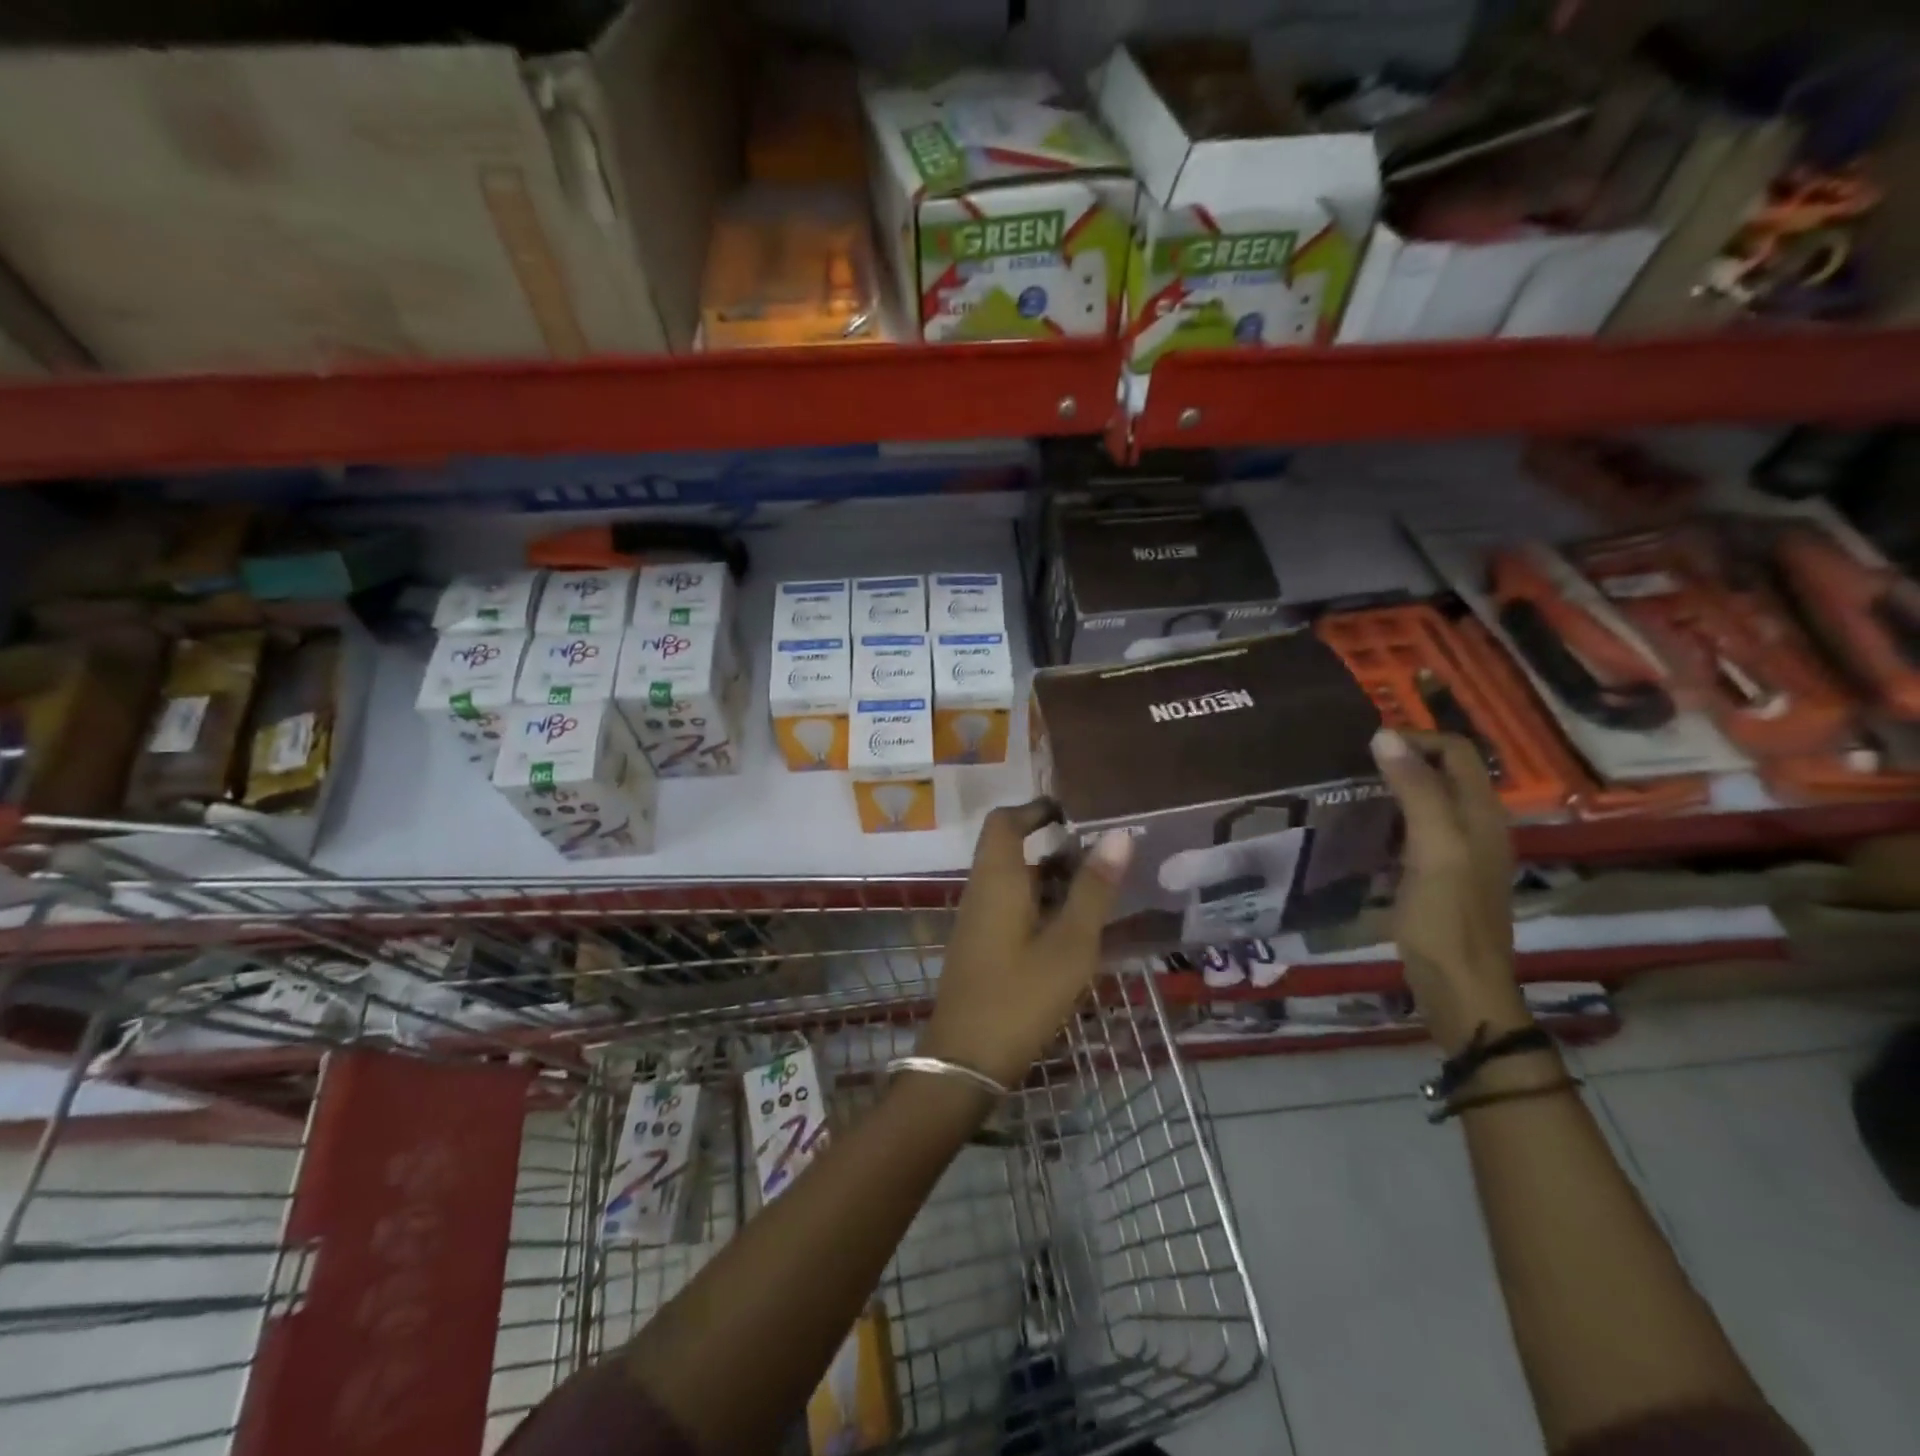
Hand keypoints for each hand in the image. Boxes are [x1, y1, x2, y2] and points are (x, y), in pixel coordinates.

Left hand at [918, 800, 1132, 1086]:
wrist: (965, 1060)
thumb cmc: (1020, 996)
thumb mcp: (1070, 943)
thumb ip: (1094, 889)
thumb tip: (1119, 834)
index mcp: (997, 878)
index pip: (1006, 821)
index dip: (1036, 808)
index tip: (1075, 811)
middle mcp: (981, 890)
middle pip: (1012, 849)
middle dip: (1054, 846)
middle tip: (1103, 854)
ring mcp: (978, 920)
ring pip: (1014, 881)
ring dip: (1051, 878)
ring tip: (1099, 889)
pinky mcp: (981, 946)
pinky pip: (1011, 907)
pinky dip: (1041, 905)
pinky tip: (1074, 929)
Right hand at [1370, 729, 1525, 1054]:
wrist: (1460, 988)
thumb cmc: (1446, 918)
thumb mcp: (1432, 847)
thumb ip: (1415, 790)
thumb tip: (1384, 735)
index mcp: (1482, 814)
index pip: (1456, 751)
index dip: (1416, 738)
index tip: (1366, 745)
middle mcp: (1477, 826)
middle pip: (1444, 772)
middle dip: (1404, 758)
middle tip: (1353, 764)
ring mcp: (1460, 853)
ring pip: (1430, 800)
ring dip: (1396, 787)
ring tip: (1351, 790)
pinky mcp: (1441, 876)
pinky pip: (1418, 830)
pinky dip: (1392, 818)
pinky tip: (1364, 830)